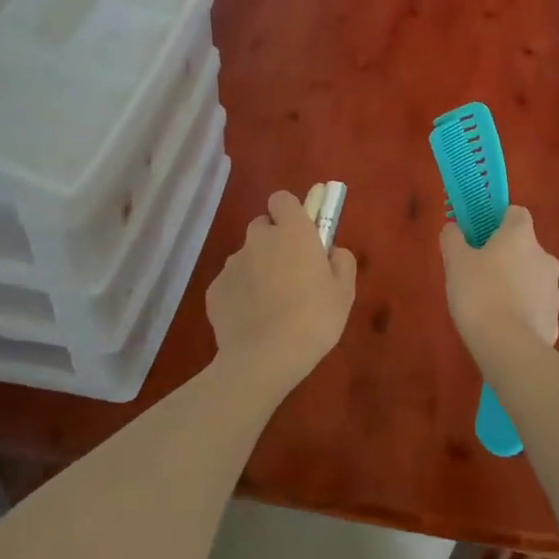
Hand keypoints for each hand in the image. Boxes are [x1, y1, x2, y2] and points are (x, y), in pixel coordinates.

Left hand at [206, 191, 356, 392]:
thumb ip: (341, 261)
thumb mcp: (344, 291)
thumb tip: (331, 251)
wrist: (264, 359)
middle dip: (273, 241)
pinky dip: (240, 295)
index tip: (301, 233)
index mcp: (292, 231)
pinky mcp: (214, 290)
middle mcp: (258, 239)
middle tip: (289, 272)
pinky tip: (252, 321)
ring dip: (257, 269)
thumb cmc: (313, 319)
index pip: (282, 199)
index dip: (290, 212)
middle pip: (263, 226)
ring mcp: (232, 264)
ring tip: (270, 304)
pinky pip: (231, 283)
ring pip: (246, 256)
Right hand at [440, 206, 558, 357]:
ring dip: (515, 283)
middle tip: (478, 273)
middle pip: (524, 247)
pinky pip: (535, 306)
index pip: (516, 213)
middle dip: (505, 256)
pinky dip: (522, 310)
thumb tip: (454, 228)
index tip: (480, 236)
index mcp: (521, 236)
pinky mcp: (555, 318)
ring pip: (531, 277)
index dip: (498, 221)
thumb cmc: (479, 293)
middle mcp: (544, 256)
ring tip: (489, 304)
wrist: (509, 347)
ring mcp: (553, 289)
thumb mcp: (455, 262)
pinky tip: (502, 326)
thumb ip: (453, 238)